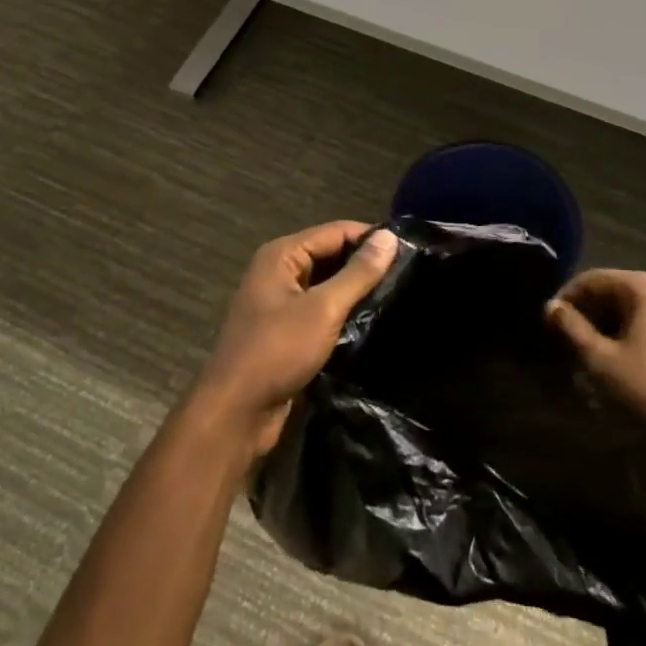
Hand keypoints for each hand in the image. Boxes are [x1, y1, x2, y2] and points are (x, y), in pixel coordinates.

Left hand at [194, 222, 399, 456]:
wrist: (236, 413)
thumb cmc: (277, 351)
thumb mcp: (324, 309)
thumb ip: (358, 273)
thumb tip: (390, 237)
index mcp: (282, 255)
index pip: (336, 232)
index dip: (371, 238)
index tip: (410, 250)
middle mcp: (279, 271)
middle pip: (331, 255)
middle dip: (365, 264)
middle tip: (408, 274)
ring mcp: (281, 302)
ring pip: (328, 283)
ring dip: (356, 289)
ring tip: (397, 294)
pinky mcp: (287, 330)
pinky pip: (321, 308)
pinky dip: (344, 311)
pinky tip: (372, 319)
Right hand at [545, 269, 645, 445]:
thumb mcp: (601, 359)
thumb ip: (572, 328)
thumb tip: (551, 307)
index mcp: (643, 286)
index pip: (593, 279)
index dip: (567, 297)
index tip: (549, 320)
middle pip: (614, 289)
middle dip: (588, 311)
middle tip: (566, 336)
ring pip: (633, 305)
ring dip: (608, 322)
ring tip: (588, 348)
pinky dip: (630, 329)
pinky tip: (618, 354)